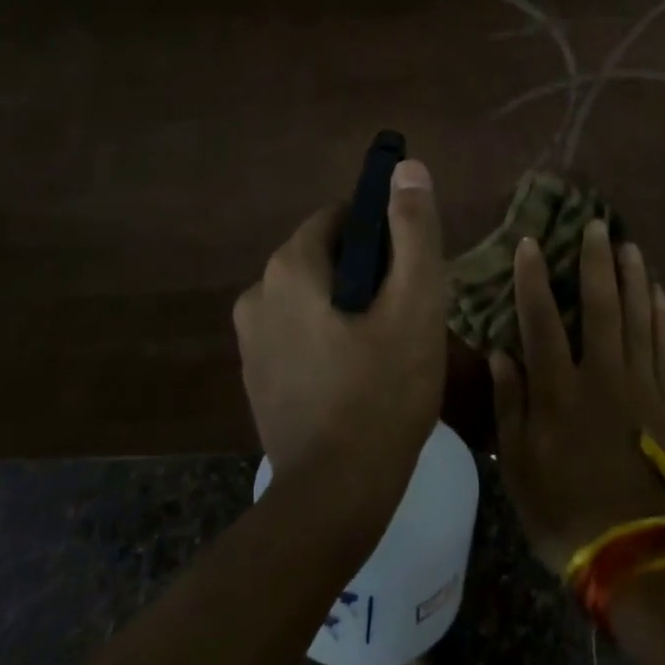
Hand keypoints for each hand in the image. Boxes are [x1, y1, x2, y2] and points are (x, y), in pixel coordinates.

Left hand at [233, 160, 447, 504]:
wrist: (335, 496)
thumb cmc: (383, 391)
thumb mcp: (414, 303)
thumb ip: (412, 230)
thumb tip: (407, 169)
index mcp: (289, 267)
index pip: (341, 218)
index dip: (383, 236)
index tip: (410, 273)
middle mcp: (257, 293)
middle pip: (327, 257)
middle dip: (368, 274)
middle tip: (406, 316)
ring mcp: (250, 339)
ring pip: (314, 297)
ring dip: (349, 308)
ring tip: (387, 350)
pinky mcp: (256, 375)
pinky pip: (299, 332)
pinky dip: (328, 338)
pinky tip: (358, 376)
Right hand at [489, 221, 664, 574]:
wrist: (639, 555)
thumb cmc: (565, 511)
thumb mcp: (518, 466)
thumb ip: (510, 405)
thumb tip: (501, 352)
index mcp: (559, 390)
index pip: (541, 319)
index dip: (533, 278)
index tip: (530, 242)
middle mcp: (602, 375)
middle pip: (600, 306)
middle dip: (595, 262)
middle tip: (597, 225)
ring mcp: (643, 386)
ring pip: (639, 318)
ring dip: (633, 278)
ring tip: (629, 246)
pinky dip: (663, 317)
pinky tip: (660, 294)